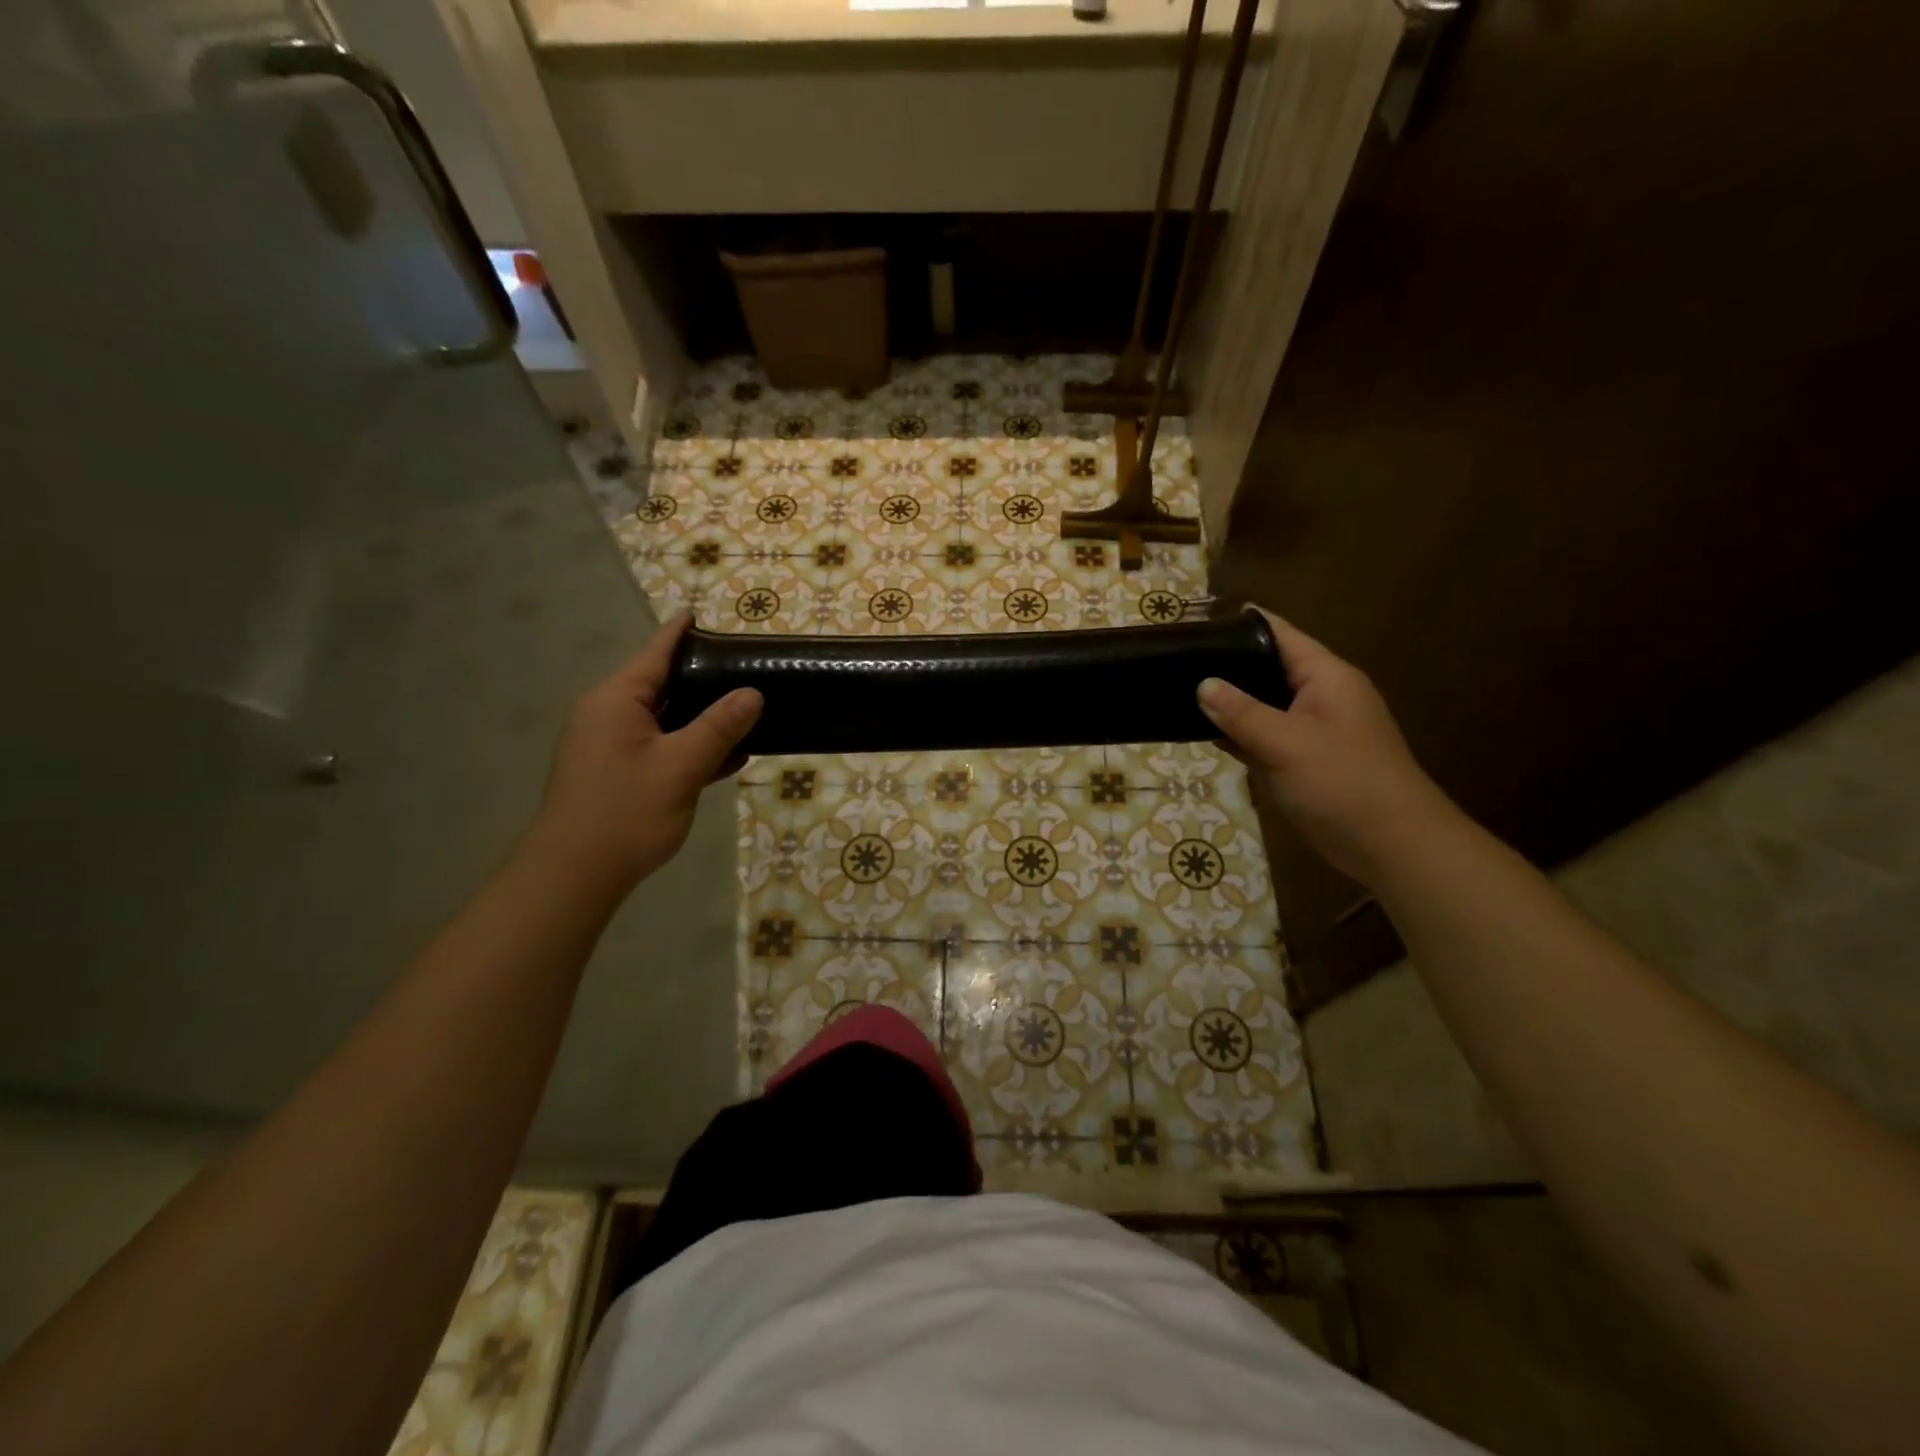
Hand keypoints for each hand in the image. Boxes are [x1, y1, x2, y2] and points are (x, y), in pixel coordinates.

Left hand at [524, 613, 761, 895]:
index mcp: (617, 700)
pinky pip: (661, 747)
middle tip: (745, 668)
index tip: (701, 612)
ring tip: (748, 710)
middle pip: (662, 684)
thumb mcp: (681, 766)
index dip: (680, 632)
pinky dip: (691, 747)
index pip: (654, 653)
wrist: (575, 875)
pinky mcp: (618, 773)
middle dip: (702, 677)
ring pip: (665, 719)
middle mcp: (609, 715)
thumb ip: (718, 727)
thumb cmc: (626, 811)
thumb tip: (752, 693)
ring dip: (702, 718)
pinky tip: (729, 756)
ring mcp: (611, 746)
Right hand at [1197, 607, 1454, 885]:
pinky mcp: (1304, 760)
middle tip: (1178, 662)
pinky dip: (1240, 735)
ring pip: (1264, 706)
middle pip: (1268, 669)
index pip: (1280, 635)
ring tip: (1180, 693)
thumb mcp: (1286, 742)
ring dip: (1231, 704)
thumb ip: (1241, 712)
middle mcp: (1320, 696)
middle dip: (1228, 667)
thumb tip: (1203, 684)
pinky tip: (1206, 734)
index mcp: (1326, 677)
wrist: (1390, 845)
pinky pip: (1266, 737)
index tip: (1198, 625)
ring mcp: (1313, 730)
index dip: (1243, 625)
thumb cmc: (1342, 782)